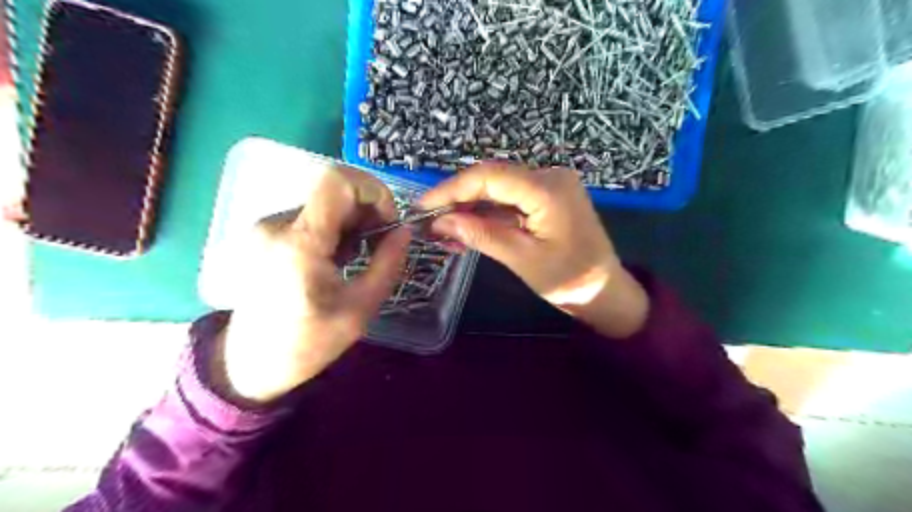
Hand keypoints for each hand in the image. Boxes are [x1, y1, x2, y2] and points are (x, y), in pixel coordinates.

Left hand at [215, 164, 408, 402]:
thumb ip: (388, 263)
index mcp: (300, 242)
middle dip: (367, 212)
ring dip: (351, 223)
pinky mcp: (265, 234)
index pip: (339, 180)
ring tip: (354, 259)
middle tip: (378, 246)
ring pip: (325, 204)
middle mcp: (278, 224)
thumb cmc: (308, 342)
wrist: (249, 364)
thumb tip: (405, 231)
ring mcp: (267, 227)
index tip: (388, 222)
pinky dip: (333, 230)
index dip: (374, 191)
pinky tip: (335, 260)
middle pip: (334, 191)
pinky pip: (311, 217)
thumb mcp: (361, 308)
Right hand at [420, 163, 648, 339]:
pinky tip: (467, 228)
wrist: (606, 292)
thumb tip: (441, 220)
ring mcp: (550, 186)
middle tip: (430, 220)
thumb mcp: (522, 259)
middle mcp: (550, 177)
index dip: (452, 188)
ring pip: (498, 189)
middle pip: (492, 179)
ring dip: (470, 207)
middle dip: (458, 198)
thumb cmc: (570, 280)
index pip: (489, 176)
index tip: (424, 206)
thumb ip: (482, 235)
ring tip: (443, 228)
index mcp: (547, 189)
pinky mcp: (547, 198)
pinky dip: (487, 214)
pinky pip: (510, 200)